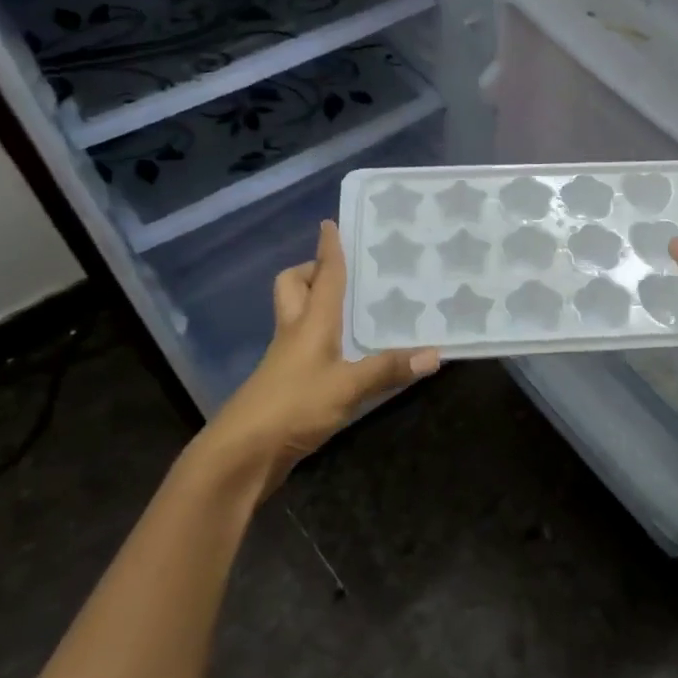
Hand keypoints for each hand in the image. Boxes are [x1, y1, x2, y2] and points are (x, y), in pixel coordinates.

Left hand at [188, 220, 439, 501]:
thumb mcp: (348, 388)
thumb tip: (435, 354)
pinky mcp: (285, 385)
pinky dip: (323, 341)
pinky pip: (304, 347)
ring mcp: (286, 360)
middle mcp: (294, 333)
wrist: (241, 454)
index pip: (323, 276)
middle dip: (311, 272)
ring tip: (354, 309)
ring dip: (317, 305)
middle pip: (293, 288)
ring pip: (296, 316)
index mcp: (309, 323)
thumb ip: (388, 369)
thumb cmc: (293, 407)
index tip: (330, 223)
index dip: (328, 249)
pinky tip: (347, 356)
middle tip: (341, 273)